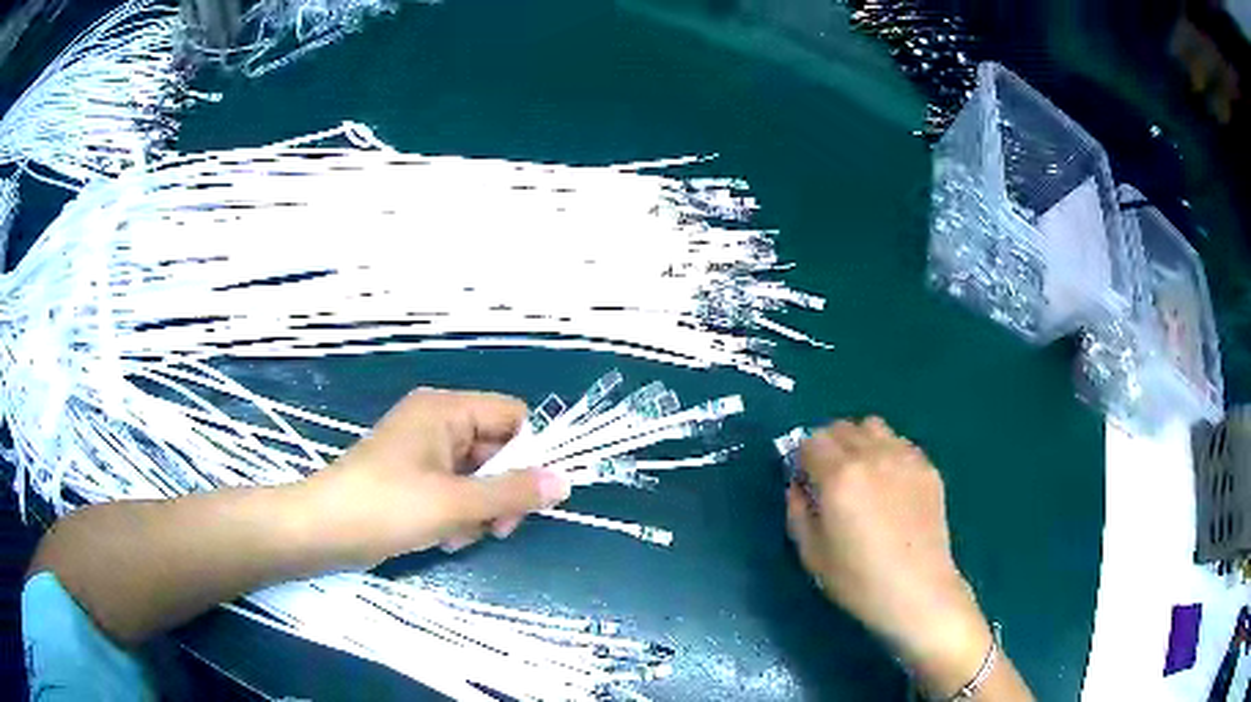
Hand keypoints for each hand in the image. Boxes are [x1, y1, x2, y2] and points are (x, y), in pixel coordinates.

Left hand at [303, 389, 570, 567]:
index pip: (513, 416)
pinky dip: (456, 515)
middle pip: (497, 449)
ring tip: (457, 536)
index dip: (530, 453)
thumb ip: (512, 492)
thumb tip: (564, 483)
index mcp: (445, 410)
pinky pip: (453, 490)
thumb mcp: (456, 503)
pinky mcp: (412, 478)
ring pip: (477, 476)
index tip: (532, 495)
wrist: (322, 530)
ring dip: (478, 510)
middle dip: (500, 492)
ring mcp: (422, 452)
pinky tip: (442, 538)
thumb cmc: (387, 507)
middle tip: (498, 529)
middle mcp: (436, 422)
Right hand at [786, 418, 992, 695]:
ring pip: (873, 426)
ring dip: (860, 442)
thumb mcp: (811, 554)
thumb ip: (797, 511)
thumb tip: (798, 485)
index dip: (803, 458)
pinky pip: (900, 443)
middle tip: (831, 478)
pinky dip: (887, 452)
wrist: (917, 591)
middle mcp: (872, 455)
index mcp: (839, 476)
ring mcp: (904, 457)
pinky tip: (891, 485)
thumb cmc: (858, 580)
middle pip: (841, 427)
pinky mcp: (928, 467)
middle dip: (829, 446)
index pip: (811, 440)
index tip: (806, 480)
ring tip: (863, 474)